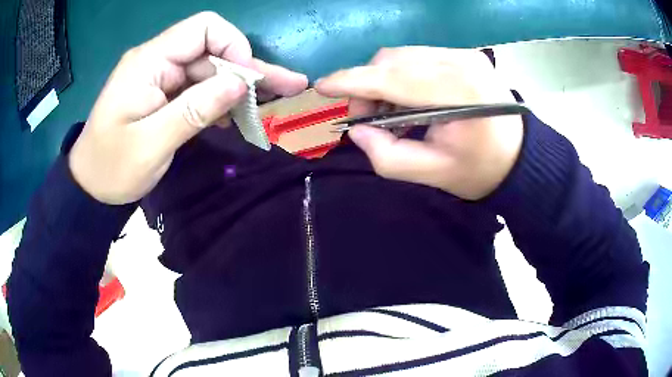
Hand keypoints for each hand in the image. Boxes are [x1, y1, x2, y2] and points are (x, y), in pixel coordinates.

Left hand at [68, 12, 307, 204]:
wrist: (91, 187)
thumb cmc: (112, 168)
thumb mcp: (151, 144)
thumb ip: (194, 110)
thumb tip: (241, 84)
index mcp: (149, 61)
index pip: (203, 29)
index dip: (232, 46)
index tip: (245, 80)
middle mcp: (158, 61)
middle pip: (213, 51)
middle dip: (249, 68)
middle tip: (289, 86)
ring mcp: (162, 79)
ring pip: (211, 71)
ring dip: (242, 85)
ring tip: (279, 97)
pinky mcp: (165, 95)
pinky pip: (200, 89)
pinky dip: (223, 100)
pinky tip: (242, 113)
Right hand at [315, 47, 522, 199]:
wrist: (520, 156)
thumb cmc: (480, 170)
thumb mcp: (434, 174)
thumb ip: (389, 157)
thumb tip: (356, 131)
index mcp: (459, 92)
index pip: (393, 78)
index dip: (353, 81)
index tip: (322, 86)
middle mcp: (461, 62)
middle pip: (393, 60)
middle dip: (367, 85)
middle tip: (365, 117)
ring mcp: (464, 54)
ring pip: (402, 55)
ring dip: (383, 79)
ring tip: (388, 111)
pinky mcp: (463, 54)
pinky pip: (417, 57)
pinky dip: (401, 75)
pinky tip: (406, 98)